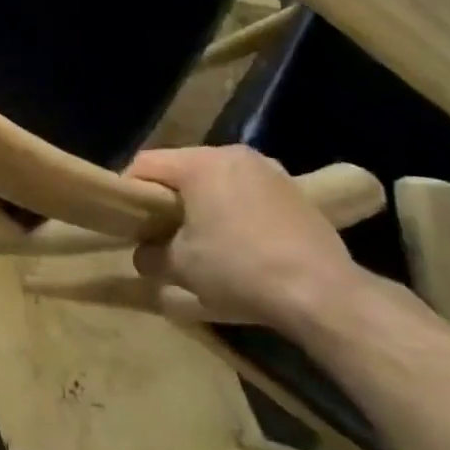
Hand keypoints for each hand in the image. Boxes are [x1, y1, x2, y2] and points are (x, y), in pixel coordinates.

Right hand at [126, 146, 366, 331]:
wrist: (323, 294)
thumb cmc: (239, 269)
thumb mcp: (180, 266)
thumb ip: (150, 254)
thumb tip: (144, 254)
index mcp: (200, 163)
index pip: (145, 164)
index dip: (128, 191)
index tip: (126, 222)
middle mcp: (234, 155)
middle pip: (183, 170)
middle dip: (168, 199)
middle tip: (159, 232)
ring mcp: (270, 171)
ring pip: (218, 181)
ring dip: (203, 205)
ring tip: (201, 240)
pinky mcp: (297, 193)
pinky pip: (249, 194)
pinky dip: (235, 212)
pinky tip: (240, 245)